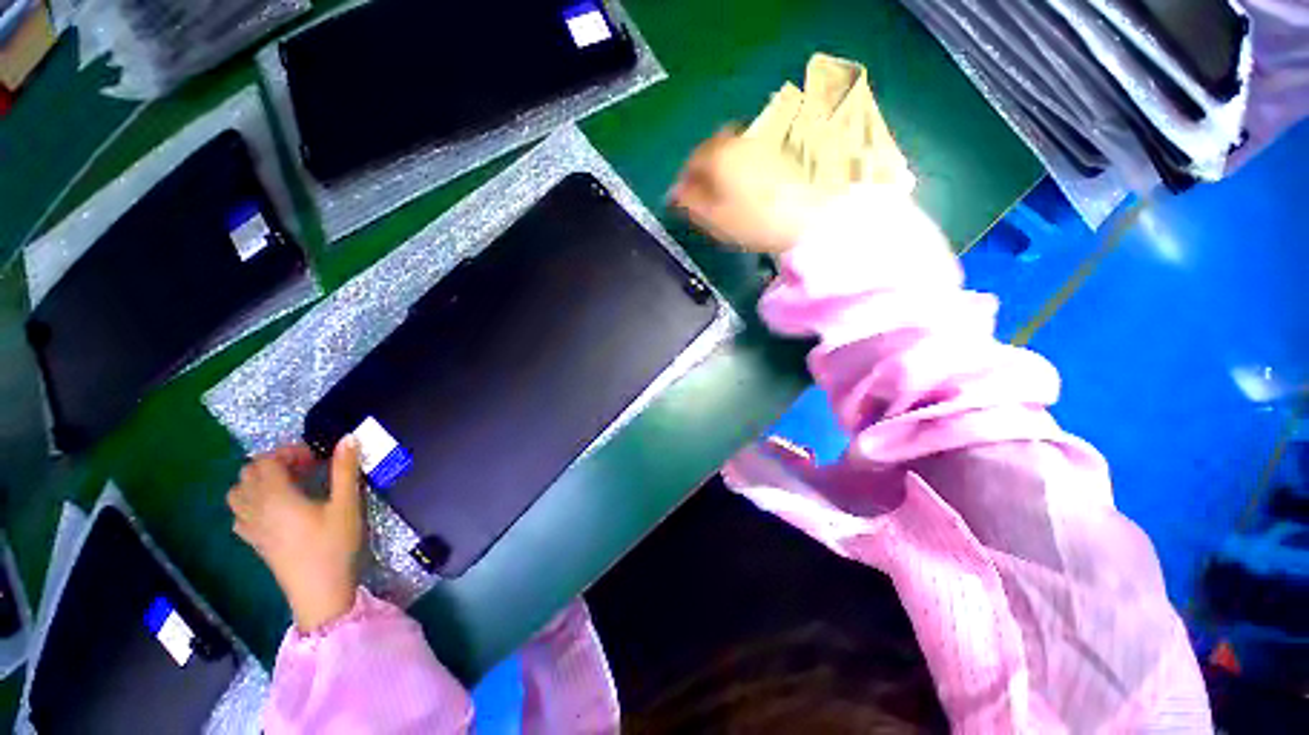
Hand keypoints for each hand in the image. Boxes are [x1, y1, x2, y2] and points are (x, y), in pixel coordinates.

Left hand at [228, 438, 363, 631]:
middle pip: (248, 473)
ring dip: (258, 481)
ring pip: (237, 492)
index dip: (289, 452)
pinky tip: (275, 508)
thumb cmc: (334, 544)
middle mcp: (255, 508)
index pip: (266, 461)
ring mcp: (250, 526)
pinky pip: (239, 512)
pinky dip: (251, 501)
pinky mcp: (253, 541)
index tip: (316, 457)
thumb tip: (347, 438)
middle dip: (275, 463)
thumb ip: (344, 469)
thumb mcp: (346, 504)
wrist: (318, 590)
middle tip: (306, 468)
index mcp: (276, 496)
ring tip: (288, 484)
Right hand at [669, 128, 831, 253]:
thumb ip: (691, 203)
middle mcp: (739, 139)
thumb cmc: (755, 221)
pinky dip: (745, 166)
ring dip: (725, 166)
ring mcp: (764, 140)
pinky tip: (751, 186)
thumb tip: (675, 192)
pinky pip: (753, 153)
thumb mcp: (715, 219)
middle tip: (707, 195)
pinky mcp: (783, 148)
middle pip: (713, 150)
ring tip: (729, 192)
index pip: (691, 162)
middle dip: (705, 170)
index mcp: (719, 155)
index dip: (685, 182)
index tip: (685, 200)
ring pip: (734, 149)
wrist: (809, 217)